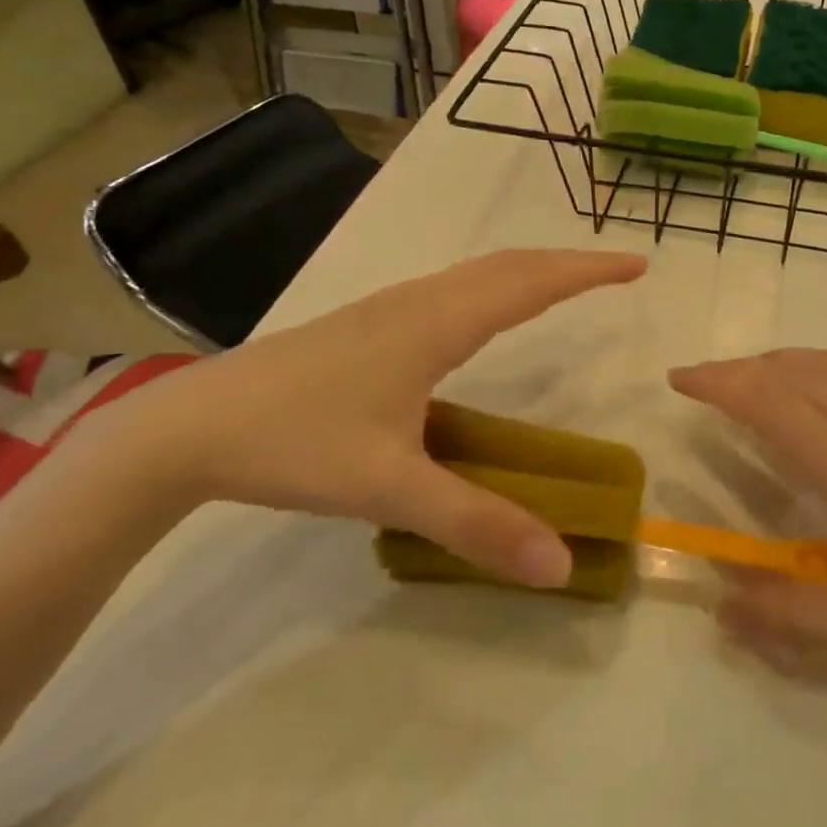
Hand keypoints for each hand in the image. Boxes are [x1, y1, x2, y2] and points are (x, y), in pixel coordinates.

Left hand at [111, 249, 646, 587]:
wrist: (190, 426)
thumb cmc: (294, 444)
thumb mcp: (389, 489)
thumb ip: (477, 524)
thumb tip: (561, 563)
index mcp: (434, 325)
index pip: (529, 282)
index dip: (586, 272)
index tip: (636, 265)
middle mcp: (418, 302)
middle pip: (507, 266)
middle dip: (567, 263)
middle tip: (616, 272)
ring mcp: (388, 309)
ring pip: (476, 274)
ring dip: (528, 271)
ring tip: (566, 285)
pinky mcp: (368, 325)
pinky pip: (451, 290)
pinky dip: (493, 287)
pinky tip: (484, 317)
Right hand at [670, 349, 826, 695]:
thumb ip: (802, 626)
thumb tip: (721, 608)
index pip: (772, 404)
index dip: (720, 384)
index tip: (678, 379)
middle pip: (793, 372)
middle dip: (737, 369)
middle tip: (697, 382)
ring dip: (775, 363)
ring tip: (744, 383)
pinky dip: (812, 371)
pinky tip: (815, 404)